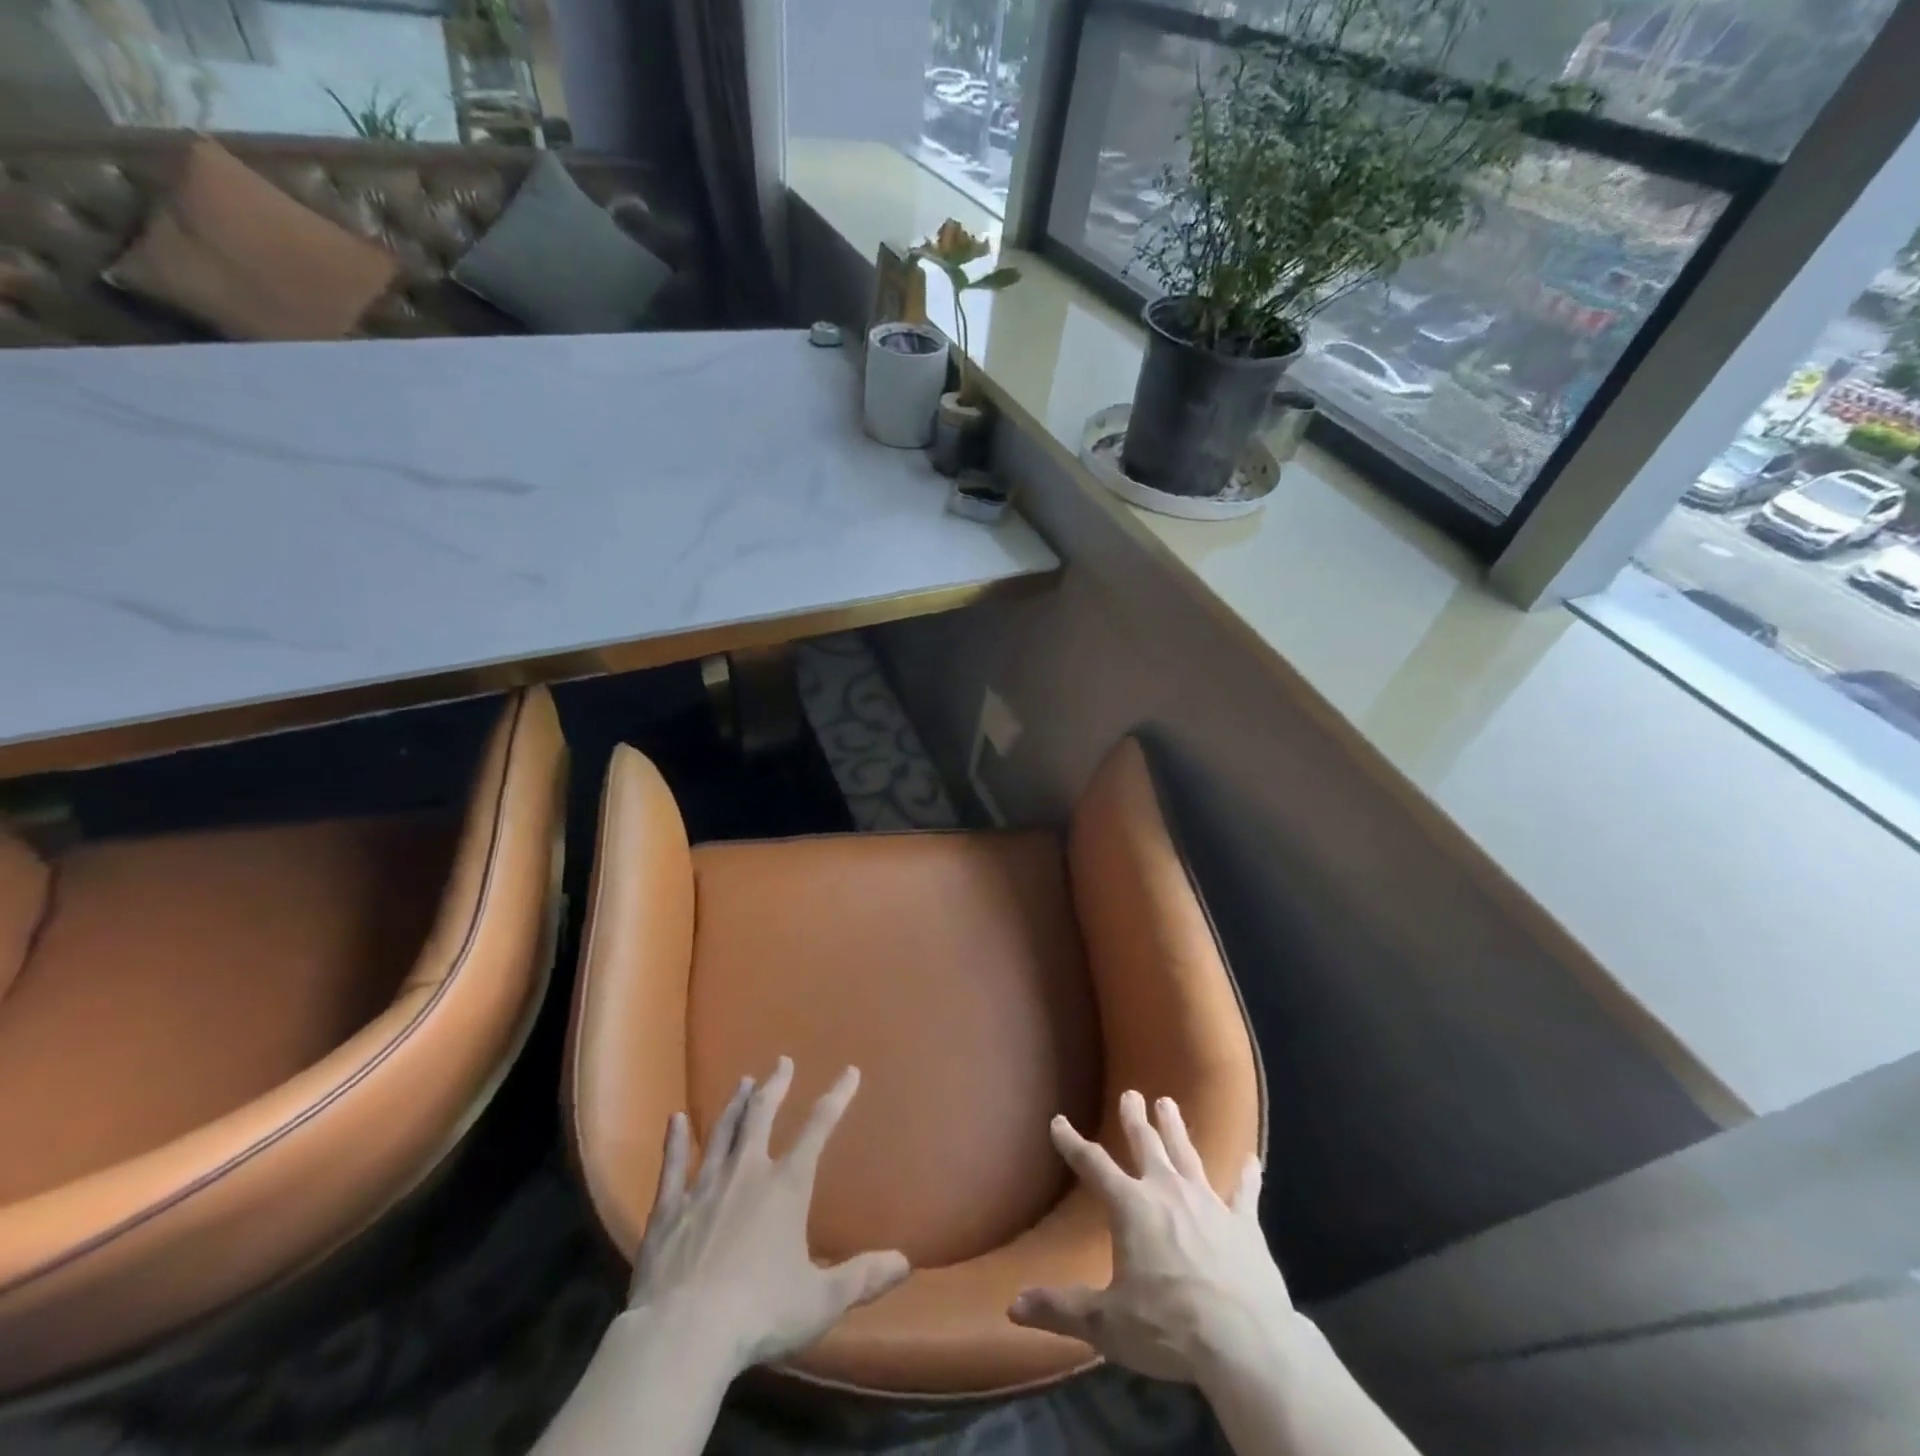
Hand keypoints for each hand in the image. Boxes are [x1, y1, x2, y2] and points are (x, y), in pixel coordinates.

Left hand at [627, 1057, 910, 1372]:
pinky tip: (675, 1120)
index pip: (818, 1128)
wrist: (681, 1336)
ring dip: (734, 1105)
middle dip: (775, 1086)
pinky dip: (675, 1140)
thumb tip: (905, 1262)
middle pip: (762, 1115)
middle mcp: (746, 1173)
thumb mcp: (820, 1301)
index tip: (849, 1072)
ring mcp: (703, 1186)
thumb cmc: (758, 1314)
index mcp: (786, 1186)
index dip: (837, 1097)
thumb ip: (862, 1278)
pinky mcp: (668, 1209)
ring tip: (743, 1082)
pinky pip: (672, 1165)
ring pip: (721, 1132)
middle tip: (782, 1062)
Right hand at [1007, 1090, 1293, 1384]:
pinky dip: (1247, 1176)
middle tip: (1131, 1093)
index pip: (1092, 1165)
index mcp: (1131, 1206)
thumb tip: (1014, 1307)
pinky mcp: (1244, 1223)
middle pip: (1146, 1145)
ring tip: (1169, 1103)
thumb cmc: (1169, 1327)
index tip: (1059, 1121)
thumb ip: (1061, 1310)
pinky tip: (1253, 1160)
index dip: (1072, 1143)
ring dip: (1177, 1129)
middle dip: (1135, 1119)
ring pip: (1188, 1155)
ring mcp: (1208, 1202)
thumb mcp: (1106, 1323)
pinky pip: (1244, 1192)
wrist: (1245, 1342)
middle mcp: (1167, 1191)